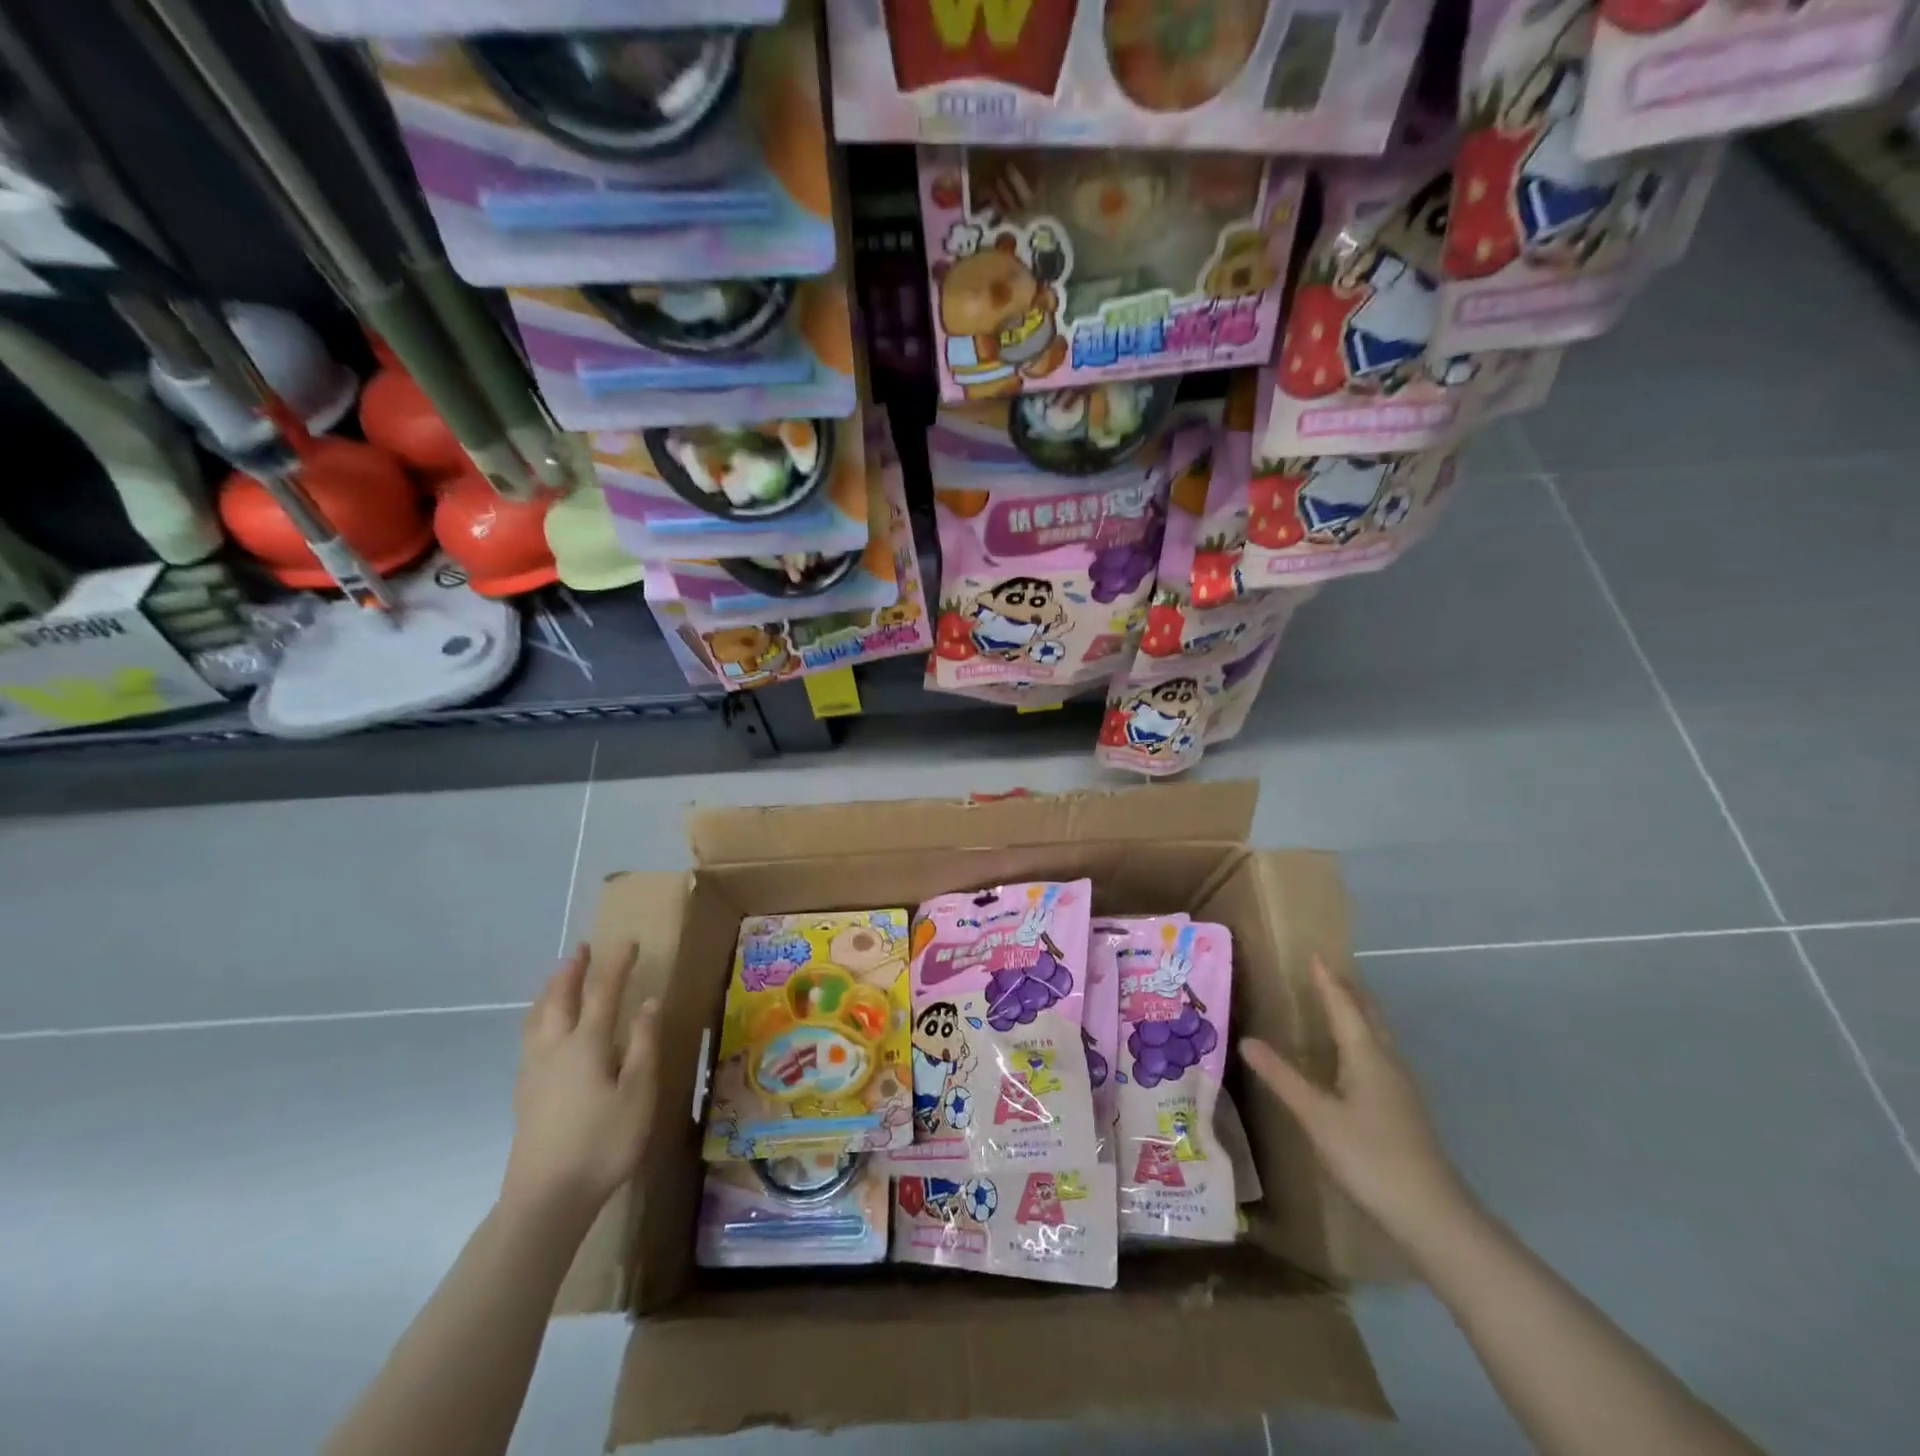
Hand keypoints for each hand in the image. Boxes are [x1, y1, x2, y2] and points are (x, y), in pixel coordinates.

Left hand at [502, 943, 659, 1223]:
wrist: (546, 1199)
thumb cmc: (603, 1142)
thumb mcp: (639, 1093)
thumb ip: (644, 1044)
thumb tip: (650, 1002)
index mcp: (586, 1044)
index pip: (603, 992)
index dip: (616, 965)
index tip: (628, 943)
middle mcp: (555, 1049)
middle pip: (559, 999)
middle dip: (573, 971)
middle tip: (583, 949)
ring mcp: (534, 1072)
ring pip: (537, 1018)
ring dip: (549, 991)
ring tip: (558, 977)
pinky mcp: (525, 1094)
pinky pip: (530, 1038)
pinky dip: (539, 1017)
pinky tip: (542, 1030)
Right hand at [1240, 958, 1474, 1249]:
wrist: (1433, 1215)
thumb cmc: (1370, 1157)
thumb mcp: (1317, 1117)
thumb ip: (1282, 1078)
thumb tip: (1247, 1041)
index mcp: (1366, 1056)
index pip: (1343, 1006)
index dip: (1327, 981)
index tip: (1314, 955)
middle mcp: (1387, 1062)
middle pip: (1367, 1015)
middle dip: (1347, 991)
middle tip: (1325, 972)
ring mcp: (1400, 1087)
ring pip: (1376, 1036)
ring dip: (1357, 1013)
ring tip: (1337, 1002)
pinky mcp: (1404, 1108)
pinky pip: (1379, 1055)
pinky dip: (1362, 1038)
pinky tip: (1352, 1057)